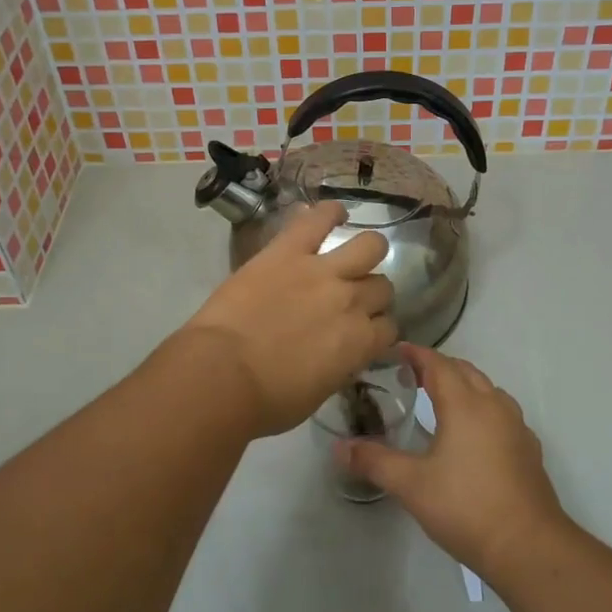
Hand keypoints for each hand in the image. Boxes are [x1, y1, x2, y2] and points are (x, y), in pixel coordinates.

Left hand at [182, 200, 396, 436]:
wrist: (223, 374)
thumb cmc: (266, 400)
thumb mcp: (318, 391)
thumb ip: (340, 364)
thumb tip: (342, 353)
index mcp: (361, 343)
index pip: (389, 329)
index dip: (378, 330)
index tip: (364, 332)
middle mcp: (353, 301)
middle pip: (382, 287)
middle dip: (372, 294)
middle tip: (352, 298)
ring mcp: (323, 270)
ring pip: (369, 246)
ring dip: (366, 251)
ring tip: (355, 252)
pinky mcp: (289, 250)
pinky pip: (318, 219)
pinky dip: (329, 212)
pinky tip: (335, 211)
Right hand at [340, 346, 566, 582]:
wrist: (528, 546)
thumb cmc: (465, 507)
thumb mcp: (411, 485)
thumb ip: (374, 461)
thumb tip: (339, 448)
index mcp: (464, 405)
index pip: (438, 364)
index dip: (416, 354)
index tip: (396, 350)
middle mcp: (493, 405)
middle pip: (464, 371)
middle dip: (438, 366)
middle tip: (411, 374)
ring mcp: (516, 426)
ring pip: (487, 389)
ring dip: (463, 384)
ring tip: (441, 399)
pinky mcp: (528, 448)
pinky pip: (502, 413)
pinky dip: (483, 408)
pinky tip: (474, 433)